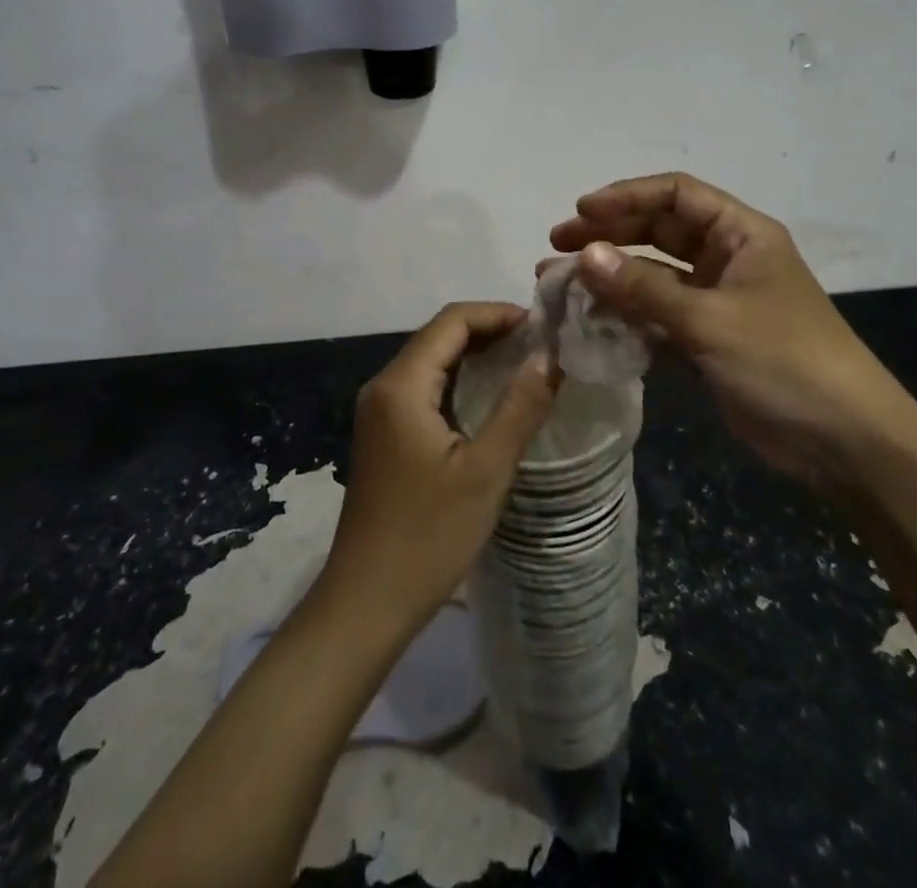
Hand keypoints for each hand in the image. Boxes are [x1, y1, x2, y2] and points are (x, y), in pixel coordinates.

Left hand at [317, 303, 558, 634]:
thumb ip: (520, 407)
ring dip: (474, 354)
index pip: (451, 321)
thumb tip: (550, 356)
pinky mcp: (383, 436)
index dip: (497, 313)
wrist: (366, 603)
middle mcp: (383, 387)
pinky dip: (458, 380)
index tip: (541, 326)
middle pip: (438, 336)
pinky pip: (423, 388)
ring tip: (523, 363)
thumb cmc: (428, 536)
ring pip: (431, 361)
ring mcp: (378, 412)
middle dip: (488, 330)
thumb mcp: (486, 470)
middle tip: (539, 344)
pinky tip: (488, 398)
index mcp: (401, 385)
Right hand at [550, 173, 912, 492]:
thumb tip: (585, 255)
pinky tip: (591, 323)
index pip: (676, 195)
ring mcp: (717, 300)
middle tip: (556, 246)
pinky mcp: (708, 339)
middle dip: (608, 236)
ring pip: (653, 276)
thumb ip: (645, 289)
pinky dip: (627, 317)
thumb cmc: (785, 362)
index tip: (581, 212)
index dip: (627, 197)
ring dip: (611, 279)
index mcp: (741, 235)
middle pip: (658, 232)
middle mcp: (727, 259)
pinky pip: (658, 316)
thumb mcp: (711, 320)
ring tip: (560, 285)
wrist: (844, 442)